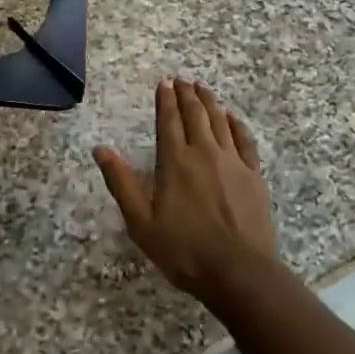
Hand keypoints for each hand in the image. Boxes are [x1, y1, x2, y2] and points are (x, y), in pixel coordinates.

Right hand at [94, 79, 276, 307]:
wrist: (240, 272)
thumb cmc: (184, 251)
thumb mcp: (141, 222)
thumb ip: (121, 183)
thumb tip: (100, 149)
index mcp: (174, 162)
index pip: (168, 121)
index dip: (165, 100)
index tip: (164, 83)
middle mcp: (203, 153)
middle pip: (195, 115)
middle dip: (187, 95)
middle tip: (182, 80)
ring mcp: (232, 162)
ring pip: (219, 121)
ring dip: (209, 102)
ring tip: (203, 89)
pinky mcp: (253, 175)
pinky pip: (243, 140)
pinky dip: (235, 124)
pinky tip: (231, 118)